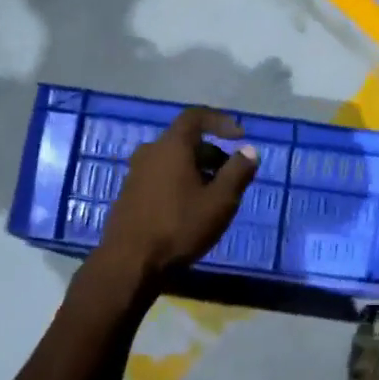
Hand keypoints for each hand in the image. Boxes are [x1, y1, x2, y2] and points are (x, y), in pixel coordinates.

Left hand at [98, 108, 258, 278]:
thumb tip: (249, 151)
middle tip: (231, 176)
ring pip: (173, 160)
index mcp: (171, 146)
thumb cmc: (179, 227)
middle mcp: (150, 152)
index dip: (220, 121)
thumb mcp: (220, 201)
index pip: (196, 116)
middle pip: (185, 140)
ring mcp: (135, 173)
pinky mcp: (129, 194)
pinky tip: (190, 209)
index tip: (240, 136)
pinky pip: (160, 176)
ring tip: (214, 196)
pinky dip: (180, 182)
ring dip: (197, 170)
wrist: (130, 263)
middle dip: (212, 153)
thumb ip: (237, 172)